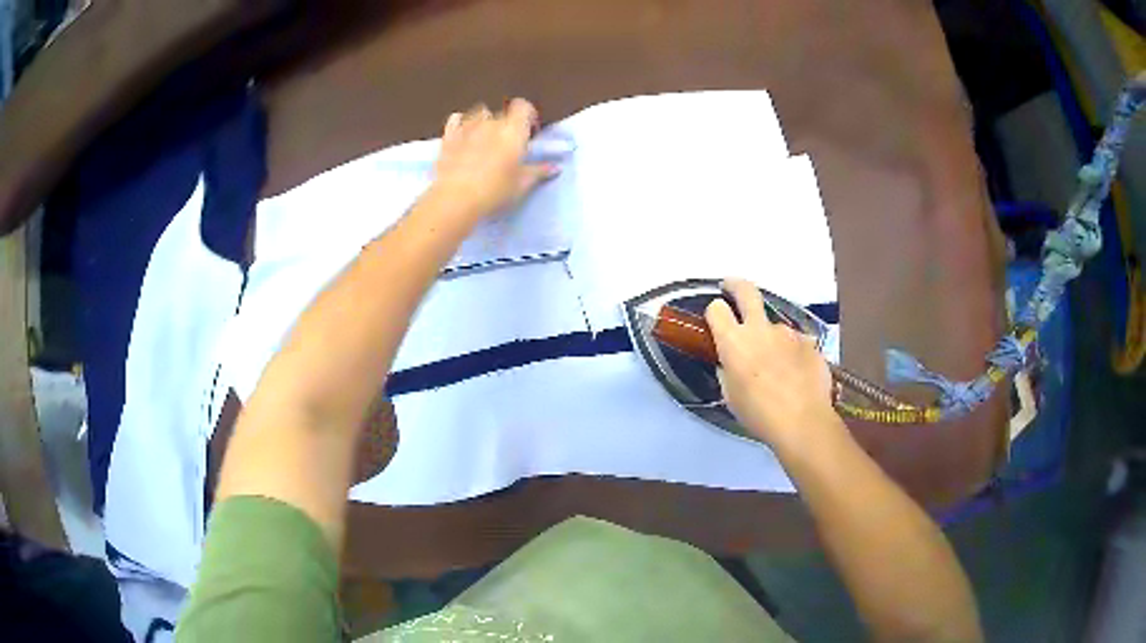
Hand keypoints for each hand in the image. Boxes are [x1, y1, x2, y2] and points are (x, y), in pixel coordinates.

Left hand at [429, 99, 556, 222]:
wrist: (455, 198)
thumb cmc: (495, 190)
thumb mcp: (521, 185)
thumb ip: (538, 172)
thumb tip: (554, 167)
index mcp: (514, 130)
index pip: (524, 107)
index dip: (528, 115)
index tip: (529, 131)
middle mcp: (492, 122)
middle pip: (502, 113)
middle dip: (506, 124)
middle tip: (507, 144)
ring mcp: (468, 127)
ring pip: (480, 113)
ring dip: (485, 121)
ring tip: (485, 139)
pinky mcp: (448, 136)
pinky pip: (456, 119)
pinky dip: (461, 122)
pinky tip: (462, 133)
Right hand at [705, 279, 840, 447]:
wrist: (803, 422)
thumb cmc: (759, 414)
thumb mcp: (731, 396)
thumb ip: (728, 371)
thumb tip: (730, 362)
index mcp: (734, 342)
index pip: (716, 310)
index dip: (714, 312)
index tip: (716, 317)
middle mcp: (761, 329)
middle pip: (746, 291)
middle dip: (735, 285)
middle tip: (730, 286)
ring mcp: (788, 333)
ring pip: (775, 327)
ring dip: (771, 338)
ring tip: (777, 365)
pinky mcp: (810, 342)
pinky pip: (796, 342)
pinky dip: (792, 352)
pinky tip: (796, 373)